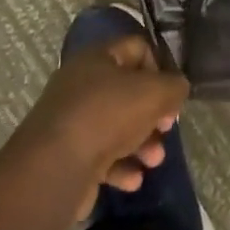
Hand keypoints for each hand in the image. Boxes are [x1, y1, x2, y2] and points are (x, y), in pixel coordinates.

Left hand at [16, 34, 189, 217]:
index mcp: (98, 58)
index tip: (171, 93)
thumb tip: (176, 90)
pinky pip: (101, 157)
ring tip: (154, 161)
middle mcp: (81, 85)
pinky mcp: (66, 156)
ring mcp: (71, 122)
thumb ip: (175, 86)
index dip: (160, 67)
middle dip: (153, 114)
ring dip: (142, 144)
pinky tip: (133, 180)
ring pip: (117, 127)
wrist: (53, 170)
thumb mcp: (155, 93)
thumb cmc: (107, 116)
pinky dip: (121, 167)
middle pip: (128, 92)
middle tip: (166, 129)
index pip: (137, 48)